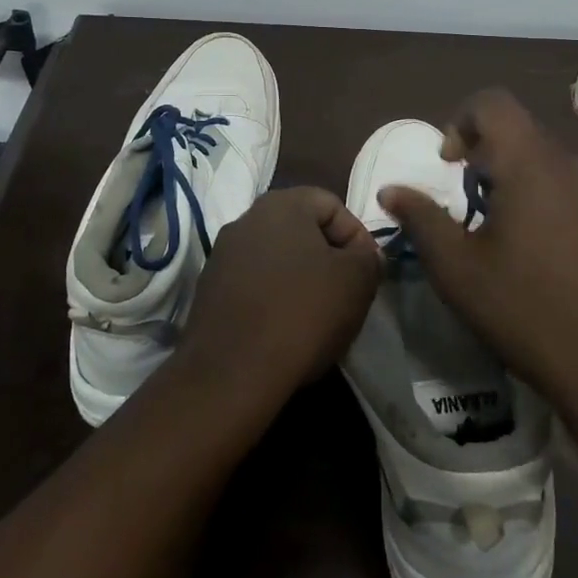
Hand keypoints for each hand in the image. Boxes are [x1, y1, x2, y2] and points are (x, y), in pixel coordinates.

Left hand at [178, 187, 381, 410]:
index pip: (332, 204)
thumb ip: (369, 257)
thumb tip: (364, 255)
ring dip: (300, 278)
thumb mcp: (356, 281)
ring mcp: (222, 255)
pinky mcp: (208, 290)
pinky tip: (285, 330)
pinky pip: (254, 284)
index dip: (357, 236)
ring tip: (318, 315)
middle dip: (329, 257)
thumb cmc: (302, 313)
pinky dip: (274, 298)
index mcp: (281, 204)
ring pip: (276, 258)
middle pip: (301, 229)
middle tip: (346, 293)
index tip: (367, 272)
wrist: (231, 373)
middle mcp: (245, 219)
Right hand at [378, 89, 577, 435]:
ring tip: (508, 239)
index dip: (461, 121)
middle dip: (487, 161)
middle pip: (520, 135)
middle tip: (472, 212)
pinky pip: (576, 189)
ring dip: (519, 183)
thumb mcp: (458, 270)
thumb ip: (422, 219)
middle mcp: (573, 163)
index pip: (492, 103)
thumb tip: (391, 190)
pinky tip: (548, 256)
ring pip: (548, 164)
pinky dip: (550, 202)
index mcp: (531, 164)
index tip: (450, 166)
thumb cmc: (528, 313)